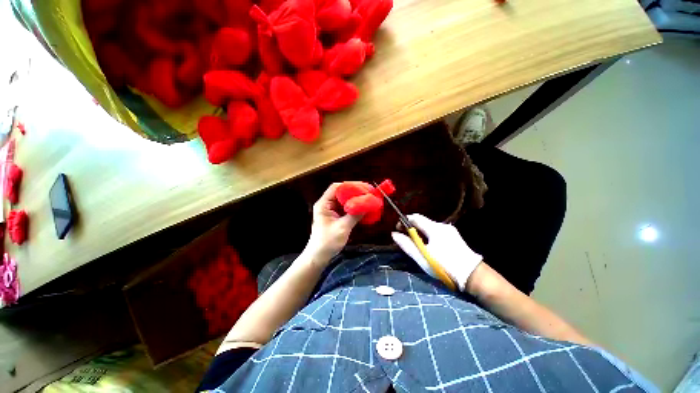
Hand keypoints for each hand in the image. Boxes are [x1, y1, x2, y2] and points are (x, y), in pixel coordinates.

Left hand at [304, 183, 362, 262]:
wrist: (318, 256)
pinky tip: (362, 209)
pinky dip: (353, 208)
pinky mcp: (335, 217)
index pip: (336, 187)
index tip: (362, 187)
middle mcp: (327, 205)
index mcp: (324, 204)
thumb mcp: (342, 227)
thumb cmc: (327, 242)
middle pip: (341, 193)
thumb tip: (367, 205)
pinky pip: (345, 209)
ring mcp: (331, 211)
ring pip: (344, 201)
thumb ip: (354, 215)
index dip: (349, 185)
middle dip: (354, 192)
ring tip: (367, 199)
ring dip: (354, 200)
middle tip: (367, 193)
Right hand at [391, 214, 482, 291]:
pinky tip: (428, 246)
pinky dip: (428, 235)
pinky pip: (436, 231)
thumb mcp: (422, 257)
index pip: (415, 217)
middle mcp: (442, 225)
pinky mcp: (454, 236)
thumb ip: (407, 245)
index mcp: (434, 228)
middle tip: (405, 238)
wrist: (472, 276)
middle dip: (411, 227)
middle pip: (422, 221)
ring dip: (420, 232)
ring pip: (429, 226)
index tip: (398, 229)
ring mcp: (450, 230)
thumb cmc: (444, 266)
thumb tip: (394, 234)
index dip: (404, 221)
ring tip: (416, 244)